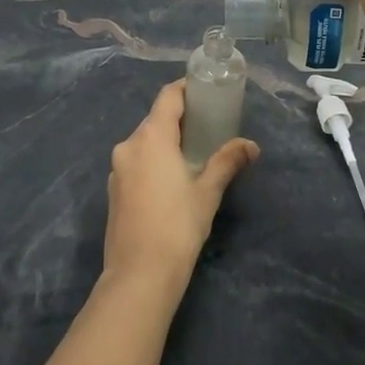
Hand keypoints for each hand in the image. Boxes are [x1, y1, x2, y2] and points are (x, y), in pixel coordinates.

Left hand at [104, 80, 258, 292]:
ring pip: (144, 142)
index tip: (206, 91)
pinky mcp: (113, 190)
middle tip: (208, 125)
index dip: (186, 89)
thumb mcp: (208, 191)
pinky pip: (136, 162)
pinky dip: (153, 160)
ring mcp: (117, 169)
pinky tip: (171, 179)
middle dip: (180, 118)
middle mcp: (129, 145)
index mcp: (151, 137)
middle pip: (155, 119)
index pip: (168, 97)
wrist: (139, 274)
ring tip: (193, 152)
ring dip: (166, 141)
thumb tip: (251, 146)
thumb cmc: (177, 226)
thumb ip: (227, 162)